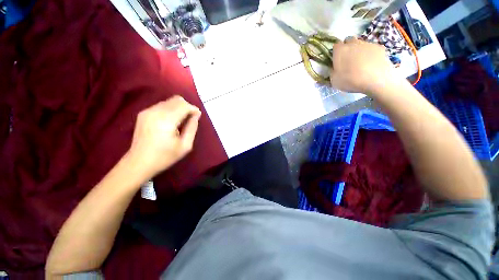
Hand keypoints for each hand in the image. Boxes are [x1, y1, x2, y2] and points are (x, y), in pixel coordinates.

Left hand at [127, 96, 200, 176]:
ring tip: (181, 121)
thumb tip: (196, 115)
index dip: (193, 109)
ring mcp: (147, 111)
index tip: (198, 116)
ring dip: (179, 108)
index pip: (184, 105)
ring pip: (169, 101)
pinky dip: (171, 110)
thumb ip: (192, 128)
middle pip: (177, 100)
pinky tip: (171, 122)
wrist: (139, 163)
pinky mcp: (143, 113)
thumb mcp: (185, 146)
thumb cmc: (165, 156)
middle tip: (191, 119)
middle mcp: (155, 112)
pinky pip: (162, 105)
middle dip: (187, 107)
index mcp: (166, 120)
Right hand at [330, 37, 394, 93]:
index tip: (337, 60)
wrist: (375, 80)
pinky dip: (370, 54)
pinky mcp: (379, 48)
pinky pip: (372, 49)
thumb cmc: (350, 81)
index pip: (336, 46)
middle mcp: (353, 43)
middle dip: (348, 47)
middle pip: (349, 41)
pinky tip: (371, 64)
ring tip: (361, 63)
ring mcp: (367, 44)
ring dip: (359, 50)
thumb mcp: (334, 80)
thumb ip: (333, 71)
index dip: (336, 52)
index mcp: (340, 51)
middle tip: (348, 59)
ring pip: (361, 44)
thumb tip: (334, 68)